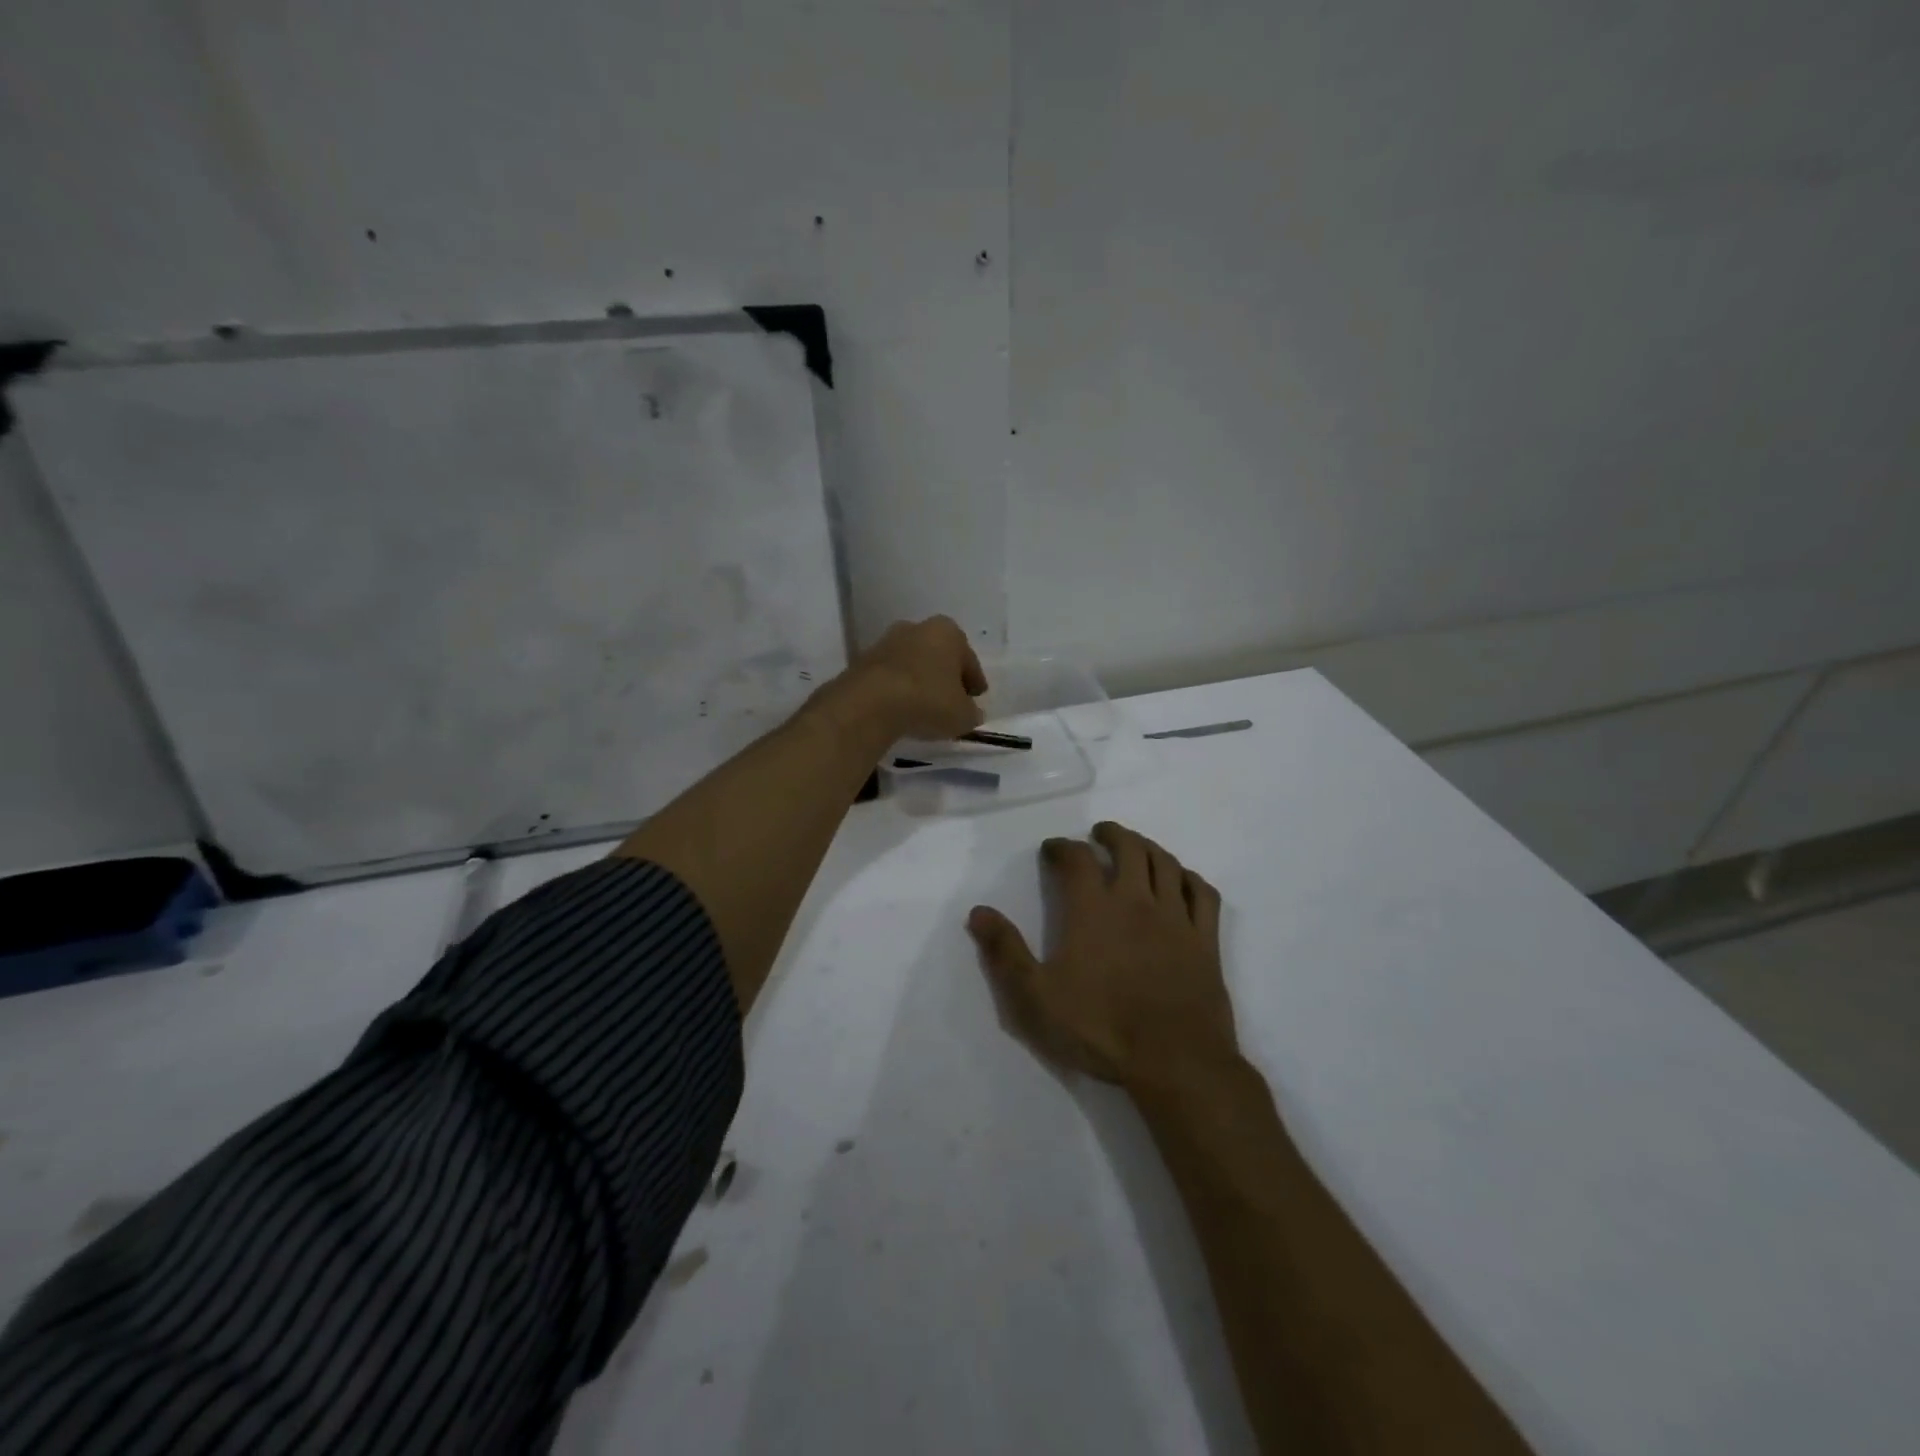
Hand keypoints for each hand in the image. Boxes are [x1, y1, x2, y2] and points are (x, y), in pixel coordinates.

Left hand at [813, 615, 986, 742]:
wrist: (870, 703)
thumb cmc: (928, 700)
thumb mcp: (962, 715)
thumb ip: (971, 712)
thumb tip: (970, 712)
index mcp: (948, 632)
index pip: (968, 659)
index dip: (974, 681)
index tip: (976, 697)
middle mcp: (917, 628)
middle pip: (938, 655)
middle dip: (944, 676)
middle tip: (951, 700)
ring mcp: (886, 642)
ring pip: (911, 664)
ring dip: (918, 681)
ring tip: (923, 708)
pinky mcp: (862, 661)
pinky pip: (889, 677)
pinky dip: (896, 690)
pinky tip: (900, 709)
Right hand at [967, 822, 1238, 1093]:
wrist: (1174, 1061)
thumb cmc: (1100, 1028)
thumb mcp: (1035, 997)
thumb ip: (1005, 952)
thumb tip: (978, 912)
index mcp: (1093, 909)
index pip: (1076, 859)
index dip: (1062, 847)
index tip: (1052, 849)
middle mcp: (1136, 900)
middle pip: (1128, 848)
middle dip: (1111, 835)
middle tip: (1099, 834)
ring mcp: (1175, 917)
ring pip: (1165, 863)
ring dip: (1148, 847)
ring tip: (1136, 847)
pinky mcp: (1205, 939)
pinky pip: (1202, 894)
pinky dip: (1189, 878)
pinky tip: (1181, 880)